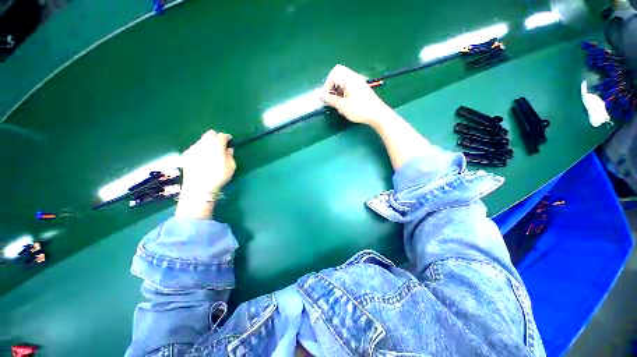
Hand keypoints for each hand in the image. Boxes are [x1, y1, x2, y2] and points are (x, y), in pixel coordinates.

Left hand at [180, 130, 235, 194]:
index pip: (222, 135)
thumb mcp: (231, 166)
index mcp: (216, 145)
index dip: (227, 137)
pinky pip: (195, 147)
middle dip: (216, 137)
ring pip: (202, 140)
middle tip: (221, 145)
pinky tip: (202, 158)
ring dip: (208, 143)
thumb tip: (228, 149)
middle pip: (210, 133)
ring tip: (211, 153)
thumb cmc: (219, 176)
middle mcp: (203, 143)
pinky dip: (200, 149)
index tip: (230, 141)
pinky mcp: (186, 155)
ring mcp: (193, 148)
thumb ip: (230, 155)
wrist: (199, 187)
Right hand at [320, 64, 393, 126]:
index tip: (327, 97)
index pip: (334, 74)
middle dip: (332, 86)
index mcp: (349, 79)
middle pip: (338, 74)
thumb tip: (321, 96)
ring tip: (339, 103)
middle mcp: (354, 77)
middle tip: (332, 98)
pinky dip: (343, 92)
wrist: (377, 114)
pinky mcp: (361, 88)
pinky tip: (345, 103)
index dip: (327, 85)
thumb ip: (330, 100)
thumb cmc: (360, 110)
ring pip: (343, 80)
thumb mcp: (343, 106)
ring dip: (337, 90)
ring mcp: (358, 82)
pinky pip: (348, 85)